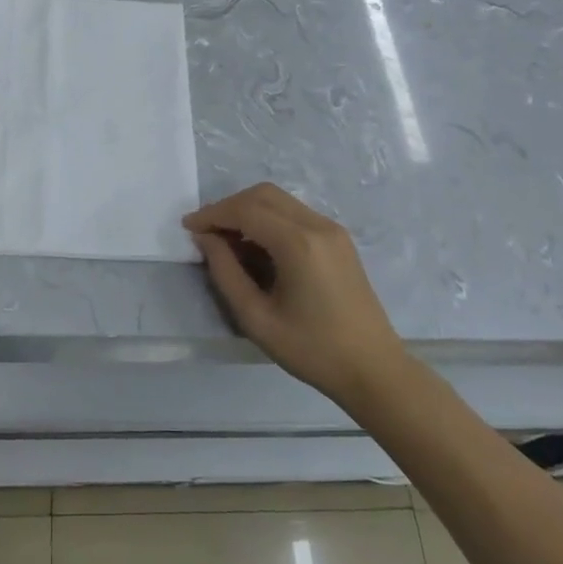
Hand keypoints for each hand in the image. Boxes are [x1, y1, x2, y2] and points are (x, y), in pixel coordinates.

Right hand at [184, 183, 406, 408]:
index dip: (213, 214)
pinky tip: (257, 248)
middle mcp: (318, 225)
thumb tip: (206, 239)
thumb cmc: (313, 350)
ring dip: (249, 211)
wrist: (374, 370)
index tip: (188, 228)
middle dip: (229, 206)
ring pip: (280, 200)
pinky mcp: (339, 239)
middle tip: (206, 232)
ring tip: (227, 241)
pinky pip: (295, 214)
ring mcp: (332, 229)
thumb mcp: (257, 318)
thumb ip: (225, 273)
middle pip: (263, 194)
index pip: (246, 210)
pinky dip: (269, 219)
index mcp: (299, 243)